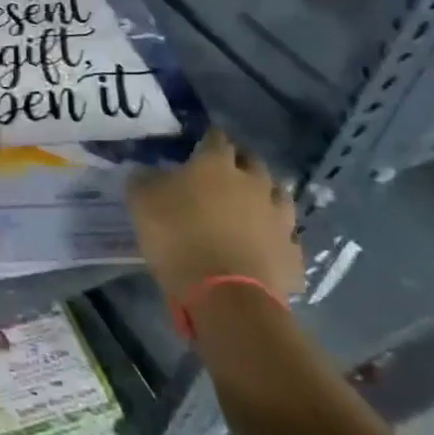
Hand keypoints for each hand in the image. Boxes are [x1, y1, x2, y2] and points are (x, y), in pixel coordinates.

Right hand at [127, 130, 301, 303]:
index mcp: (216, 164)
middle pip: (253, 162)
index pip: (216, 138)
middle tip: (223, 174)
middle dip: (240, 163)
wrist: (225, 295)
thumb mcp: (141, 201)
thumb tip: (146, 171)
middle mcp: (254, 184)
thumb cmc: (177, 237)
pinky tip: (264, 246)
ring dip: (265, 197)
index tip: (198, 145)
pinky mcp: (292, 254)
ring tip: (250, 207)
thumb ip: (144, 179)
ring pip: (278, 197)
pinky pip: (286, 239)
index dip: (207, 139)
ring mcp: (279, 219)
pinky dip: (275, 239)